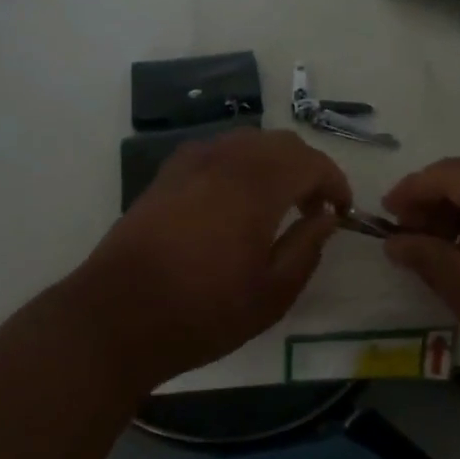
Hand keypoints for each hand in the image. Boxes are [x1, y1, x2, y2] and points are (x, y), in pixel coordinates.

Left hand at [74, 129, 352, 391]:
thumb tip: (326, 218)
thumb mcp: (271, 294)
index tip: (342, 211)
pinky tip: (234, 199)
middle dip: (307, 169)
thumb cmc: (202, 312)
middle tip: (314, 209)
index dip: (335, 182)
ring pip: (247, 142)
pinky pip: (216, 152)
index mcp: (256, 185)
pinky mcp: (166, 174)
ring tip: (277, 203)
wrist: (117, 316)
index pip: (311, 162)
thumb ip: (306, 248)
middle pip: (280, 144)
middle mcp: (225, 160)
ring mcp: (190, 162)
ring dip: (273, 163)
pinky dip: (239, 164)